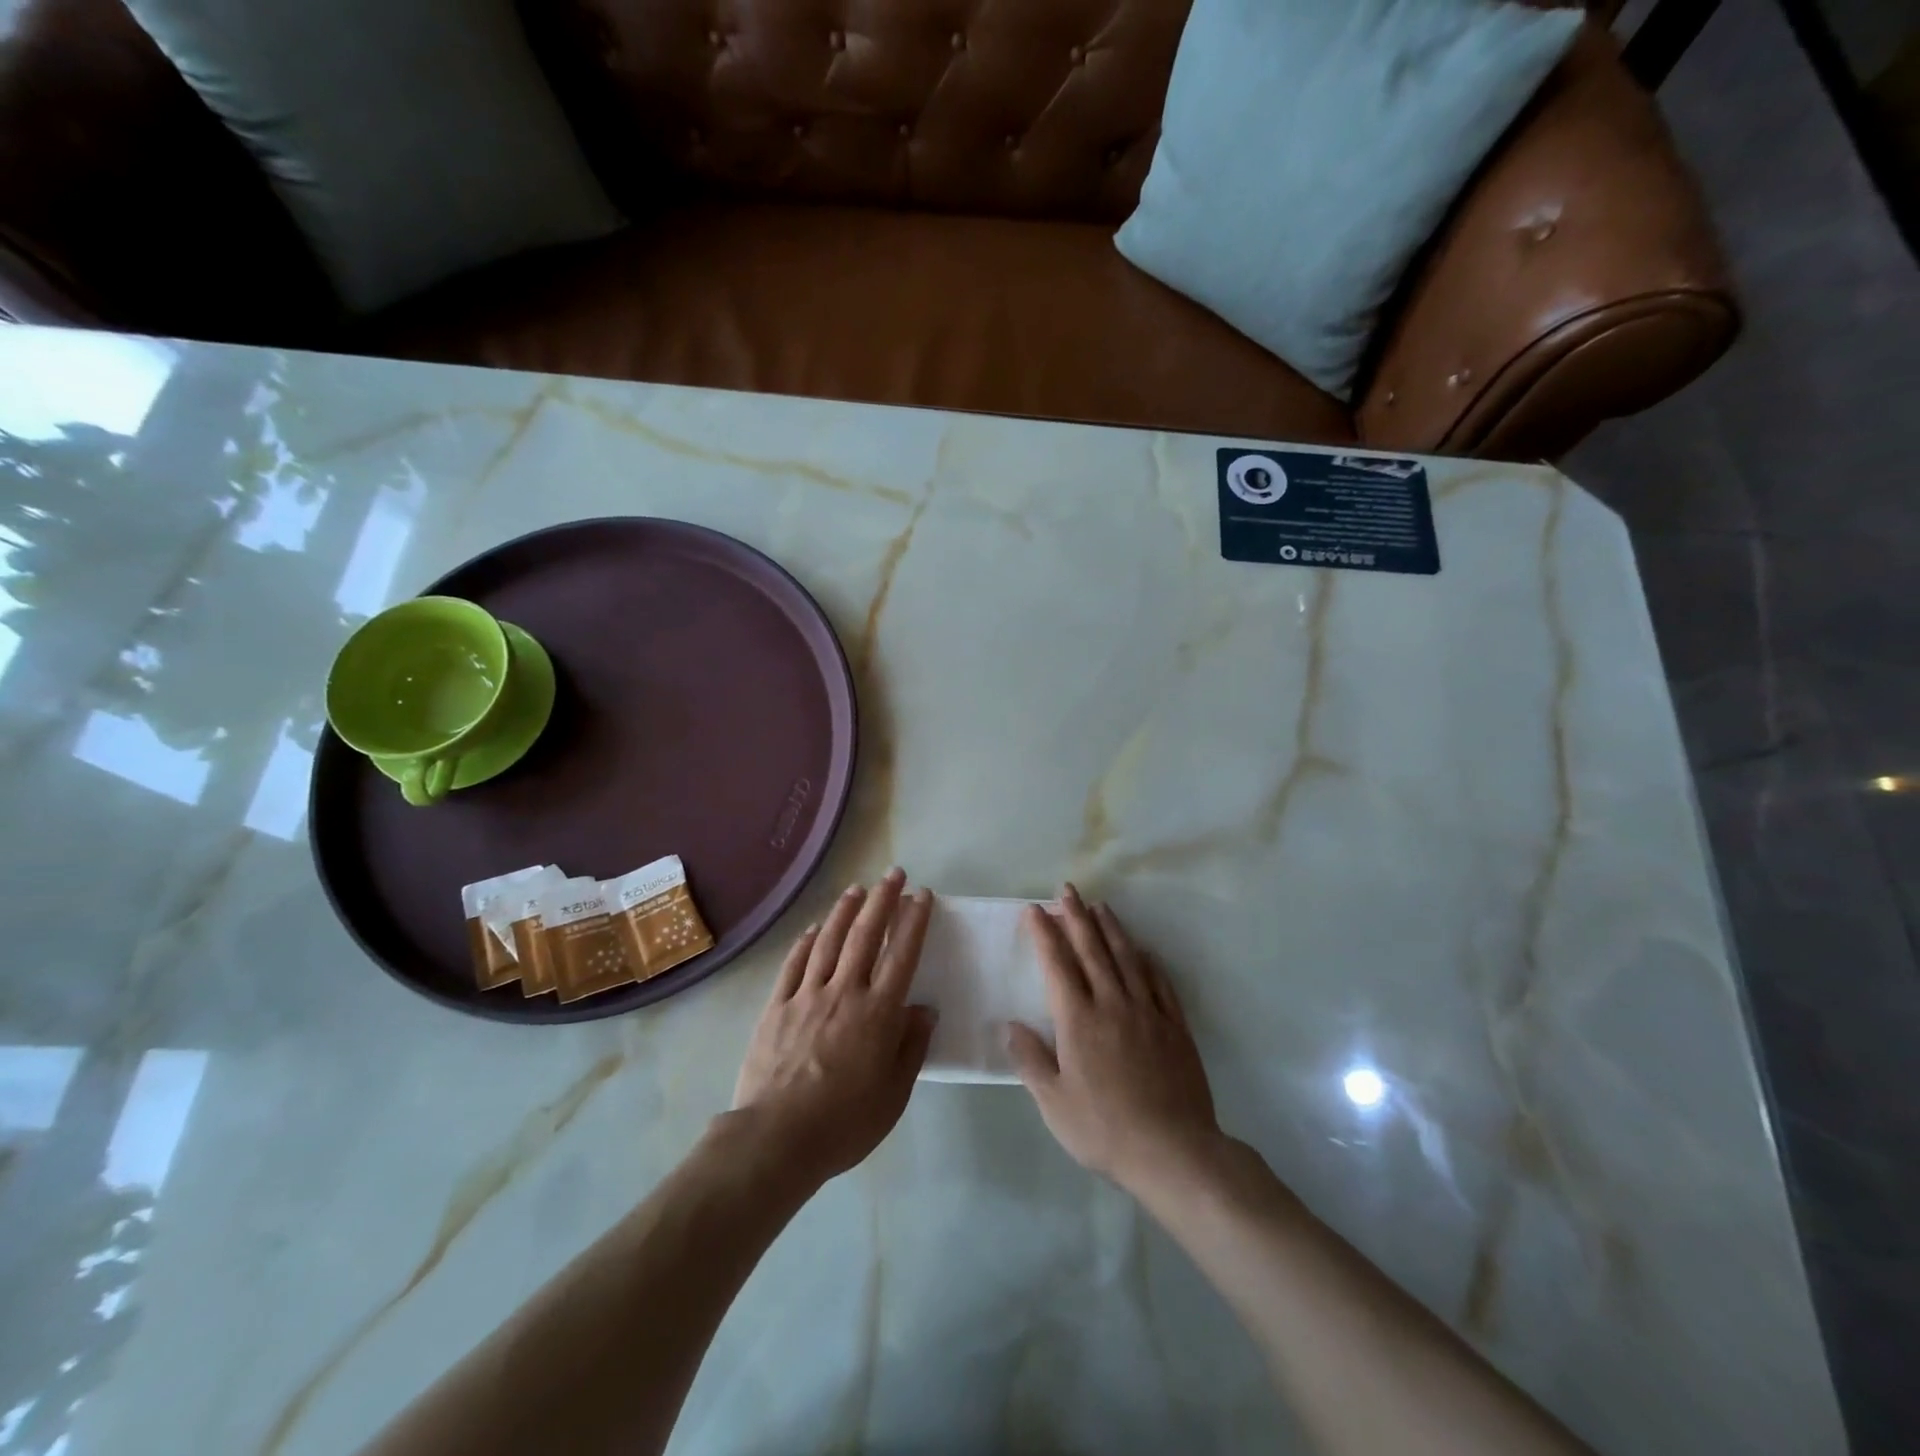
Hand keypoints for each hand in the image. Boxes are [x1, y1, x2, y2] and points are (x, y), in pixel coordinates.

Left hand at [731, 869, 936, 1188]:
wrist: (777, 1138)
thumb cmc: (845, 1122)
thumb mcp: (894, 1094)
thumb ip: (911, 1047)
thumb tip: (923, 1009)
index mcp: (878, 1013)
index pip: (901, 955)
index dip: (913, 921)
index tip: (921, 895)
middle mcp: (844, 992)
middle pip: (865, 935)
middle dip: (882, 900)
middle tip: (893, 874)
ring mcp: (807, 996)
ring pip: (829, 941)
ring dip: (844, 911)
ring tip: (856, 889)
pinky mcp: (777, 1007)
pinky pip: (794, 964)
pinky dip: (806, 941)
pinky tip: (815, 928)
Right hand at [1008, 885, 1221, 1193]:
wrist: (1172, 1151)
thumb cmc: (1103, 1129)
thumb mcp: (1054, 1103)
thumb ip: (1030, 1060)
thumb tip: (1010, 1024)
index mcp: (1078, 1020)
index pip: (1057, 964)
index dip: (1045, 933)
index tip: (1035, 909)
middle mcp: (1112, 1004)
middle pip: (1092, 950)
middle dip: (1076, 916)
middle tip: (1067, 890)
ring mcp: (1147, 1012)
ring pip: (1126, 958)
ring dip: (1110, 928)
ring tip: (1100, 906)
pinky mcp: (1174, 1026)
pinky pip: (1158, 982)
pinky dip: (1147, 960)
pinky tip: (1142, 950)